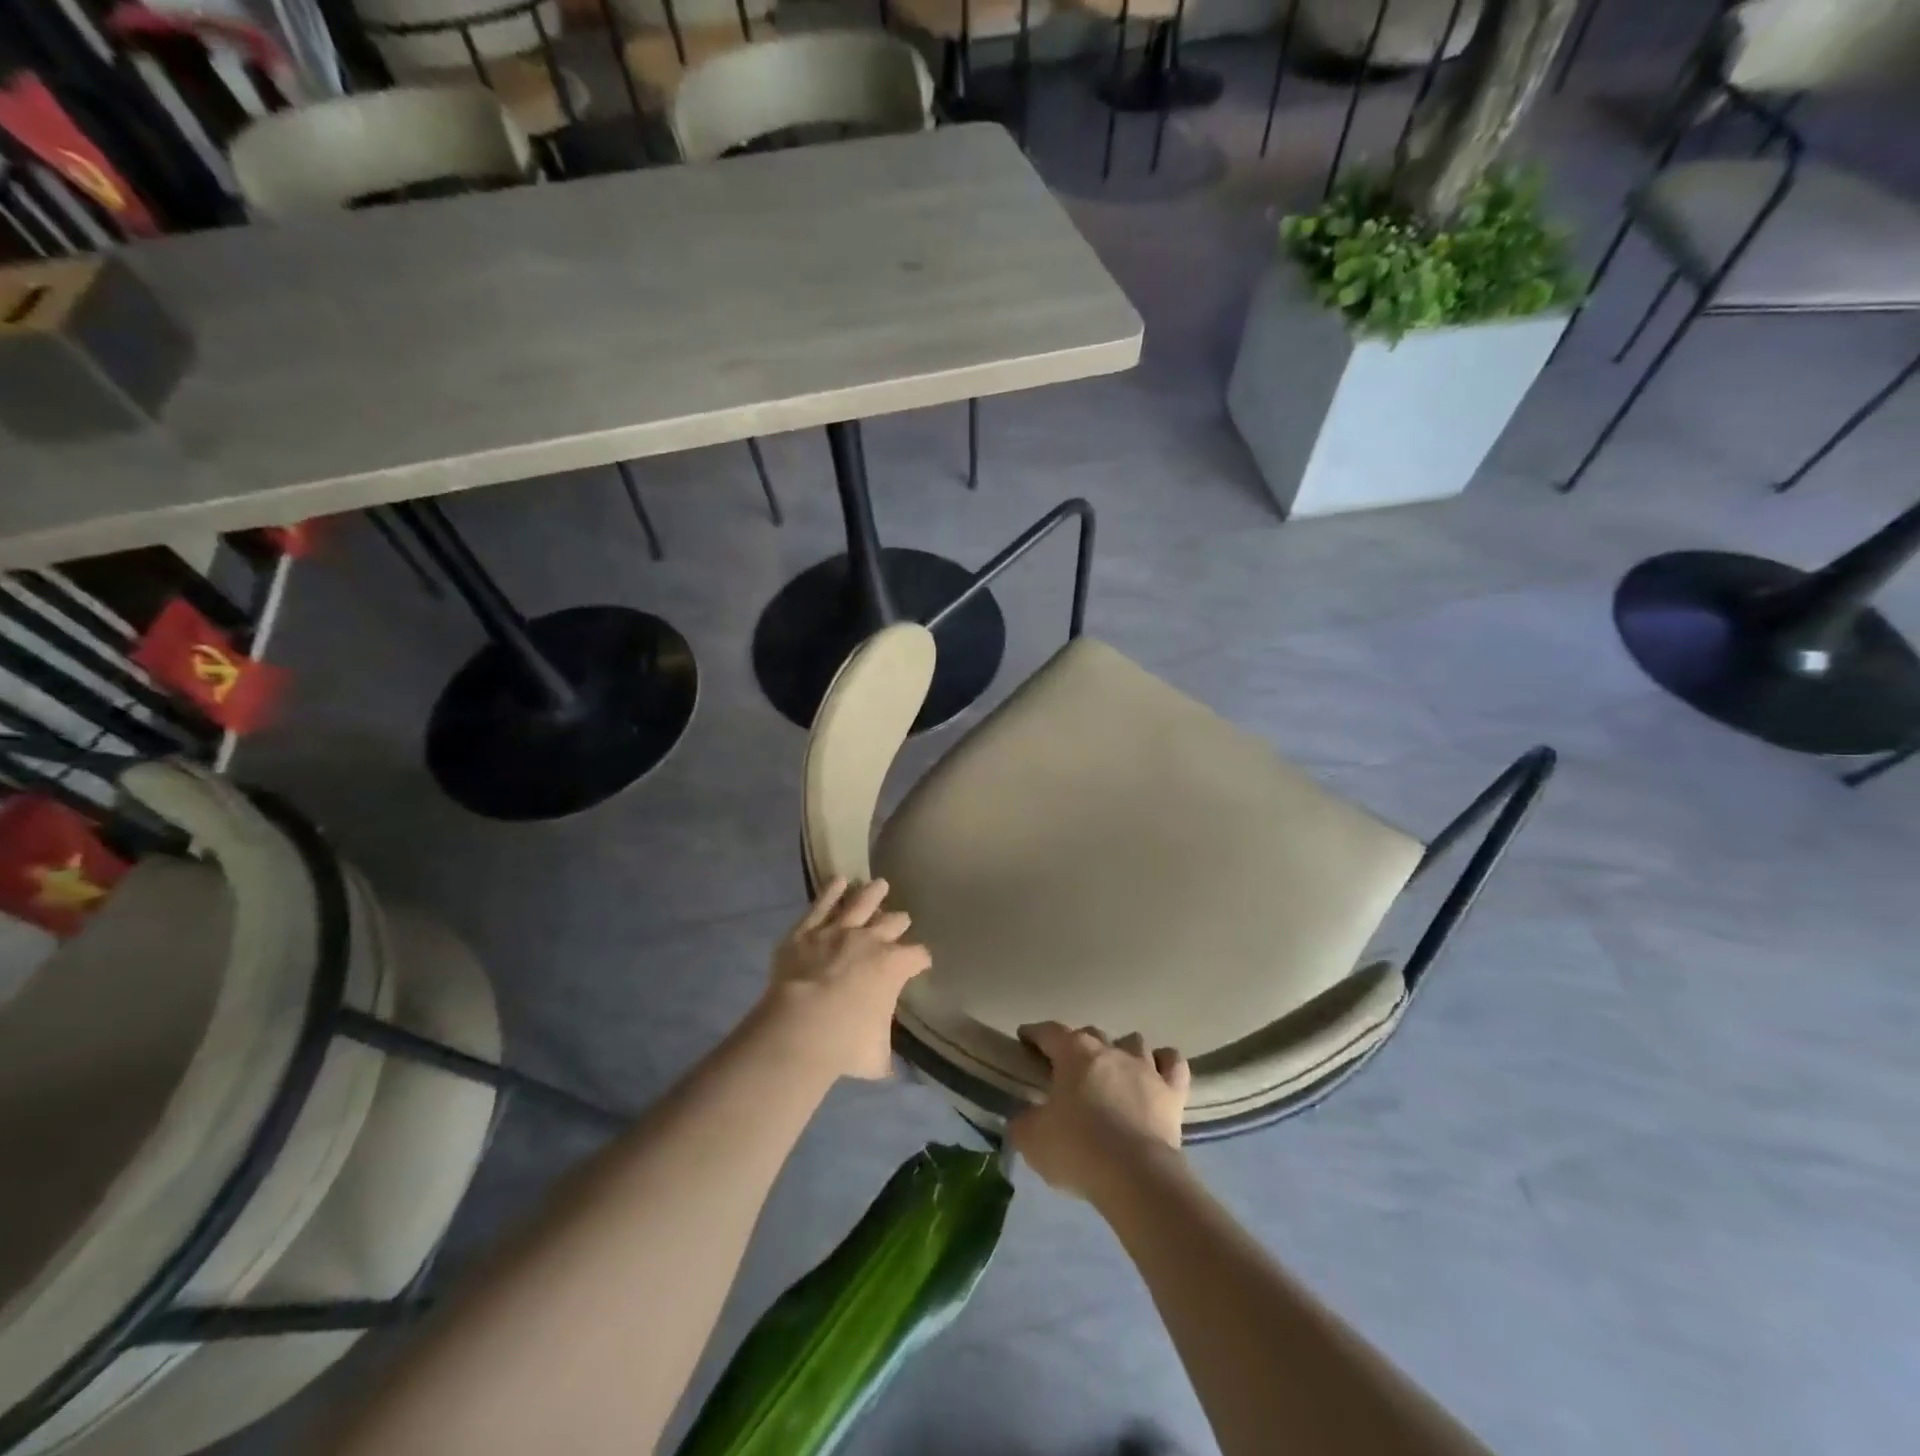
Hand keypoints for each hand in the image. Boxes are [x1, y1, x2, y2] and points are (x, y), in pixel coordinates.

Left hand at [757, 877, 930, 1081]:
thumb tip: (891, 1070)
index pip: (918, 956)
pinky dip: (831, 891)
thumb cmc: (846, 1043)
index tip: (921, 963)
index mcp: (894, 966)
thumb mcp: (876, 1057)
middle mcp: (871, 940)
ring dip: (871, 894)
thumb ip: (885, 1056)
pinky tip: (838, 881)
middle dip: (898, 921)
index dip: (921, 959)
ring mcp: (838, 931)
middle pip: (892, 923)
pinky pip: (822, 904)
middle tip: (900, 919)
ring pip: (860, 903)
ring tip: (878, 884)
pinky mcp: (807, 930)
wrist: (802, 1025)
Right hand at [1008, 1023, 1189, 1202]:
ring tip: (1113, 1072)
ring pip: (1132, 1042)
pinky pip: (1172, 1063)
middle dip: (1077, 1046)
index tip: (1025, 1040)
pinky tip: (1156, 1073)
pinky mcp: (1172, 1091)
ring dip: (1121, 1051)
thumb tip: (1024, 1117)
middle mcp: (1110, 1049)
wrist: (1135, 1175)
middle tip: (1068, 1069)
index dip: (1034, 1034)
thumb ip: (1023, 1122)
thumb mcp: (1032, 1139)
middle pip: (1091, 1034)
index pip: (1049, 1032)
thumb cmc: (1078, 1149)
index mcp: (1073, 1053)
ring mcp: (1145, 1067)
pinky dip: (1163, 1063)